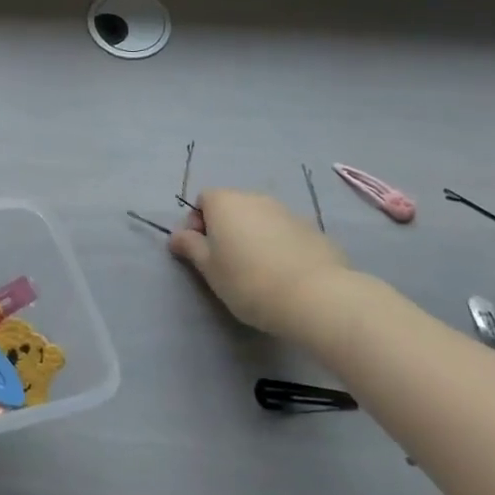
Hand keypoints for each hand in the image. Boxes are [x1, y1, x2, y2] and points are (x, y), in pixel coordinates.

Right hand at [169, 188, 351, 339]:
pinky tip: (283, 274)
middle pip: (232, 207)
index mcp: (225, 202)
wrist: (316, 297)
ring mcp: (287, 212)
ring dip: (253, 236)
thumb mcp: (208, 269)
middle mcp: (255, 198)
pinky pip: (285, 233)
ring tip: (258, 271)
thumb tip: (177, 235)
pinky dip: (279, 246)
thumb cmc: (248, 281)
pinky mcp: (313, 230)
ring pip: (260, 219)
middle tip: (226, 263)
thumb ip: (190, 247)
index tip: (201, 251)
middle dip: (226, 229)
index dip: (197, 223)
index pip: (203, 200)